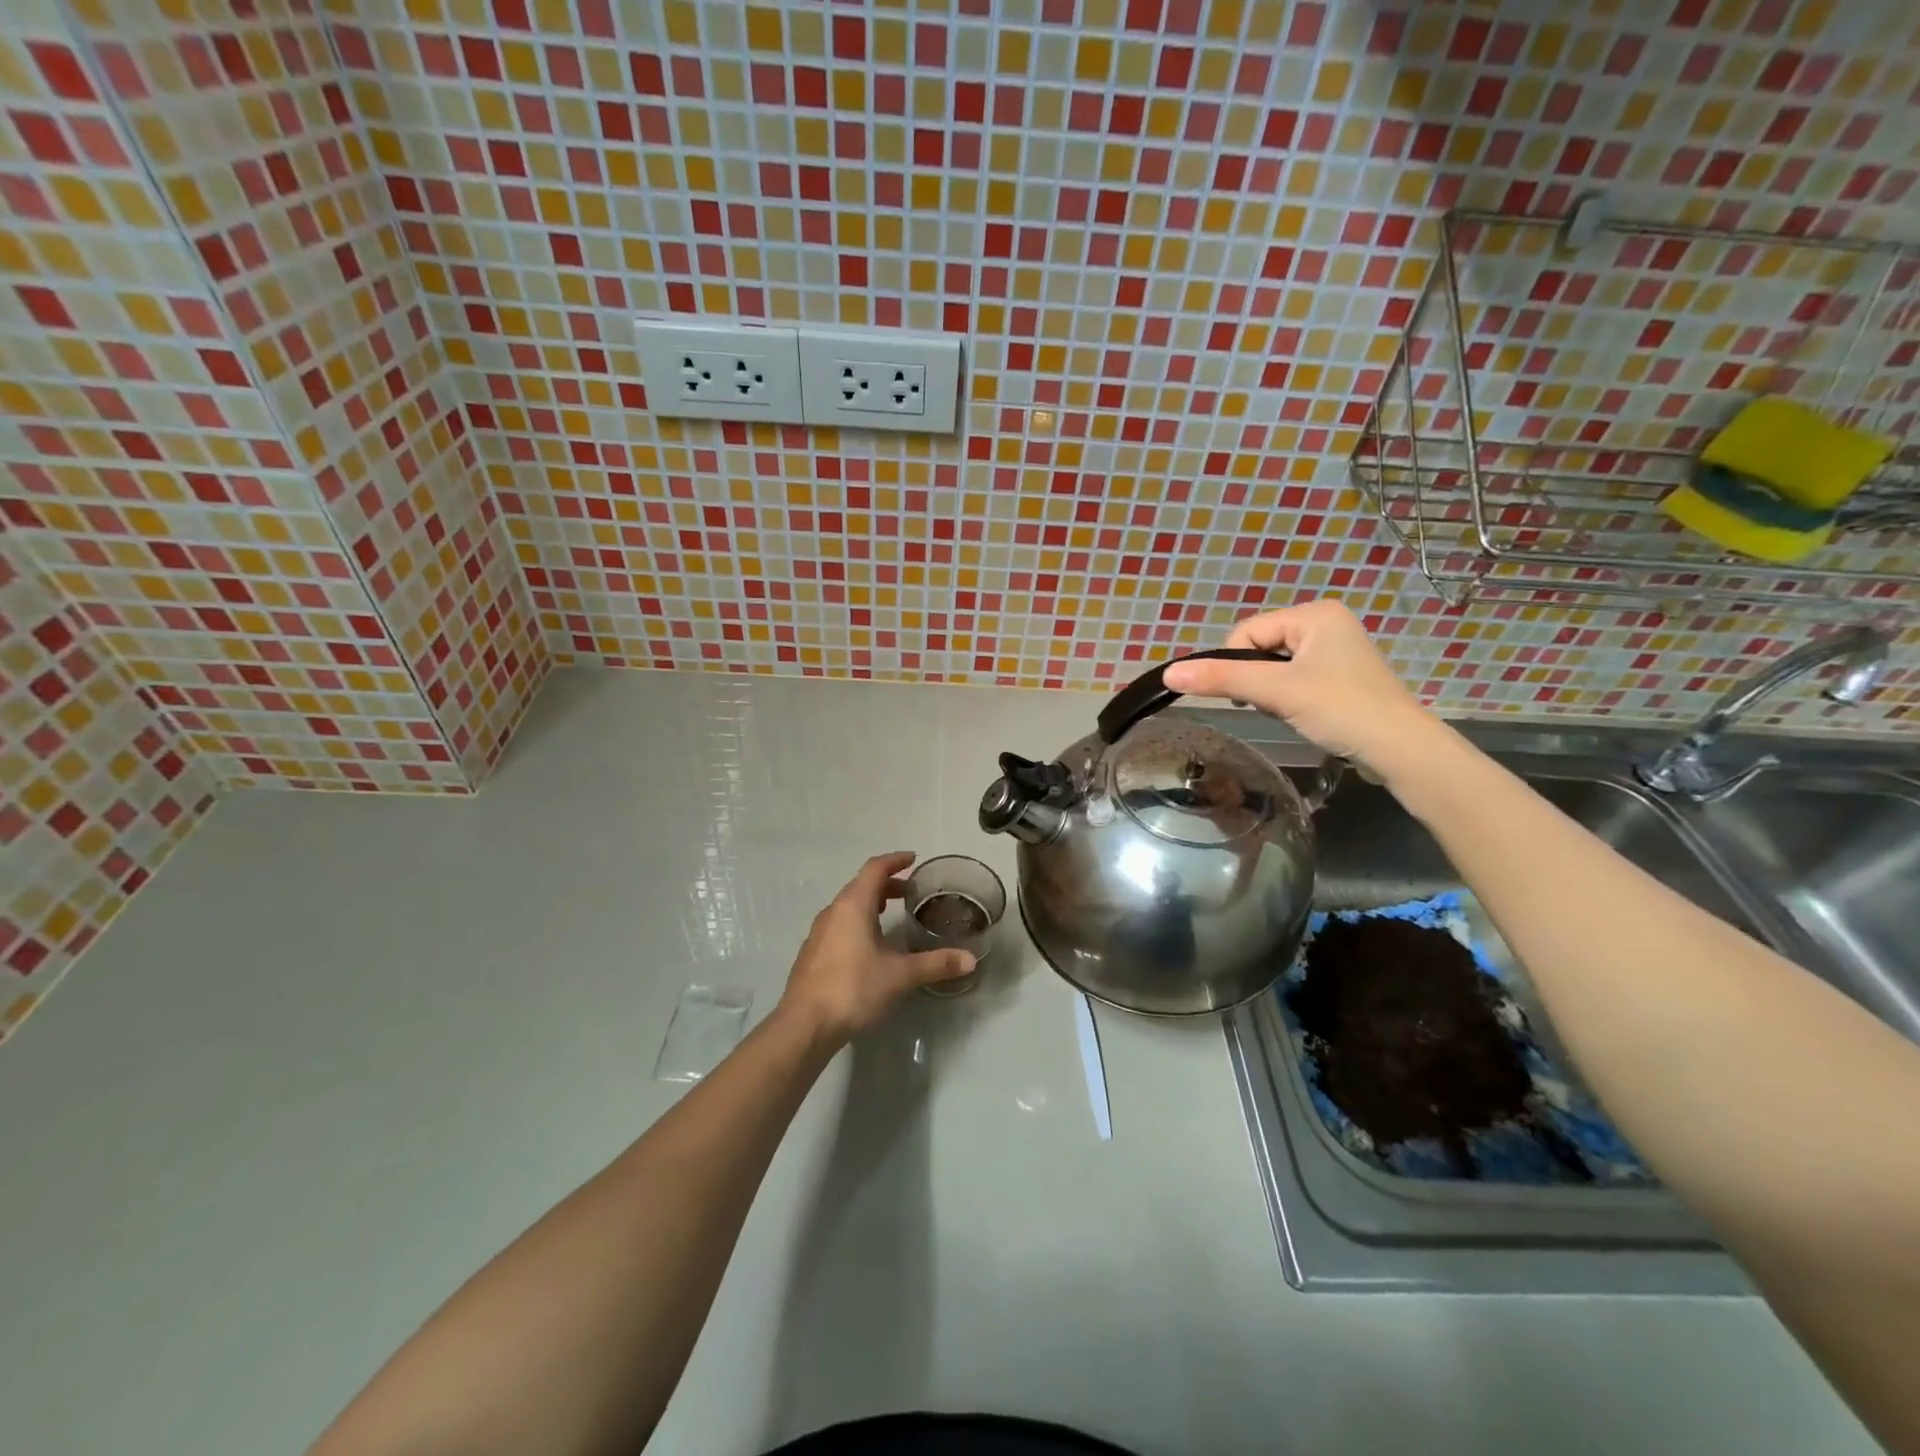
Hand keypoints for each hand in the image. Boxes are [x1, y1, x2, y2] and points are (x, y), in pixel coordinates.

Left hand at [776, 852, 975, 1044]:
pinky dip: (858, 923)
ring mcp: (818, 933)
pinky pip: (839, 925)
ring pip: (848, 907)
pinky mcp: (812, 954)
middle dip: (886, 884)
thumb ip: (936, 964)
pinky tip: (869, 947)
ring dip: (870, 905)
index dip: (895, 860)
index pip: (875, 869)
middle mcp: (833, 912)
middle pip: (860, 886)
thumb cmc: (854, 988)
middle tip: (910, 892)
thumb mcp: (900, 975)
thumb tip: (970, 960)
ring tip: (891, 916)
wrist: (804, 1025)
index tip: (913, 859)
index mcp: (853, 905)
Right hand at [1160, 600, 1437, 774]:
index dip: (1236, 663)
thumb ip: (1222, 678)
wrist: (1400, 750)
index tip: (1249, 695)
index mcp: (1315, 614)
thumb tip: (1169, 673)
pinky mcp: (1339, 677)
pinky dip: (1287, 696)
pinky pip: (1293, 678)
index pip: (1248, 631)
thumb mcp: (1276, 691)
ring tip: (1289, 710)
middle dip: (1256, 678)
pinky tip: (1302, 714)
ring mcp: (1335, 651)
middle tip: (1273, 704)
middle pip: (1260, 647)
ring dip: (1270, 690)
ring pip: (1274, 666)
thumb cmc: (1341, 709)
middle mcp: (1326, 623)